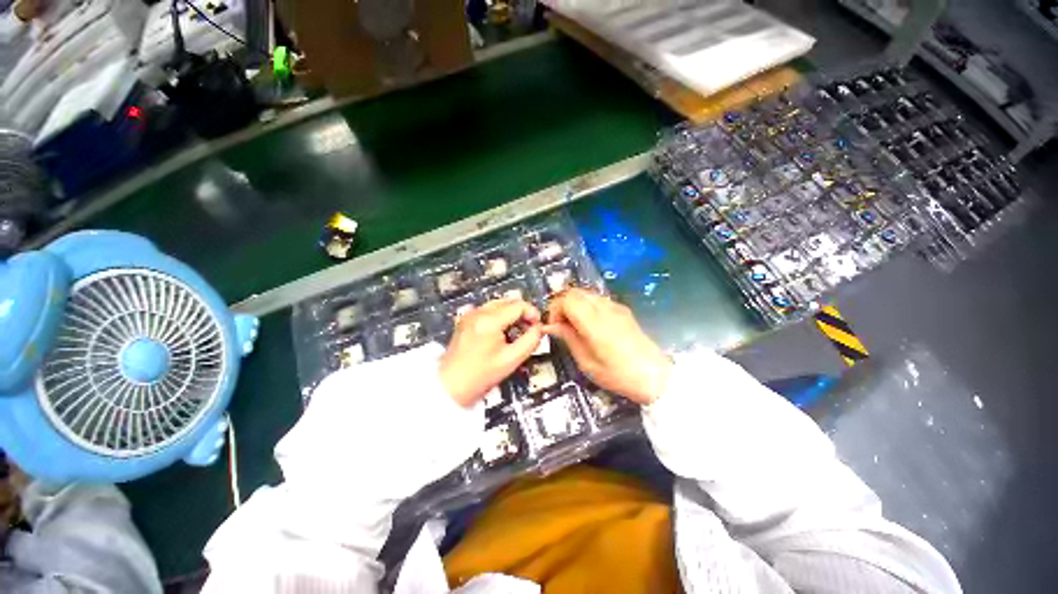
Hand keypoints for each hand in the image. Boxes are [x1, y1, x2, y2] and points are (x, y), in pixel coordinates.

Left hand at [439, 298, 542, 407]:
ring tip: (518, 331)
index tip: (538, 326)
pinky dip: (500, 316)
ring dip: (512, 313)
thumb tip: (538, 328)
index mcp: (489, 321)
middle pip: (509, 301)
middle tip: (530, 328)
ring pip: (499, 304)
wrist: (451, 386)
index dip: (533, 313)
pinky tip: (503, 332)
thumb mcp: (512, 360)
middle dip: (523, 312)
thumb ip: (531, 341)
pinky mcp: (466, 319)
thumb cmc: (481, 375)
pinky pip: (489, 310)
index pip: (518, 305)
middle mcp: (478, 312)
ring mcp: (470, 314)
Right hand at [544, 288, 670, 404]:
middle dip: (562, 305)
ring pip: (586, 293)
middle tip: (561, 325)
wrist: (655, 376)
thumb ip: (568, 338)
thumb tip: (551, 326)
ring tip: (574, 325)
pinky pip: (597, 299)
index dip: (555, 309)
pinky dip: (586, 306)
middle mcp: (605, 308)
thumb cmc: (618, 374)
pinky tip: (590, 324)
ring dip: (574, 304)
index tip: (554, 327)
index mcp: (594, 322)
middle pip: (575, 292)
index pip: (567, 299)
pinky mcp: (622, 309)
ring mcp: (615, 306)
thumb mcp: (587, 362)